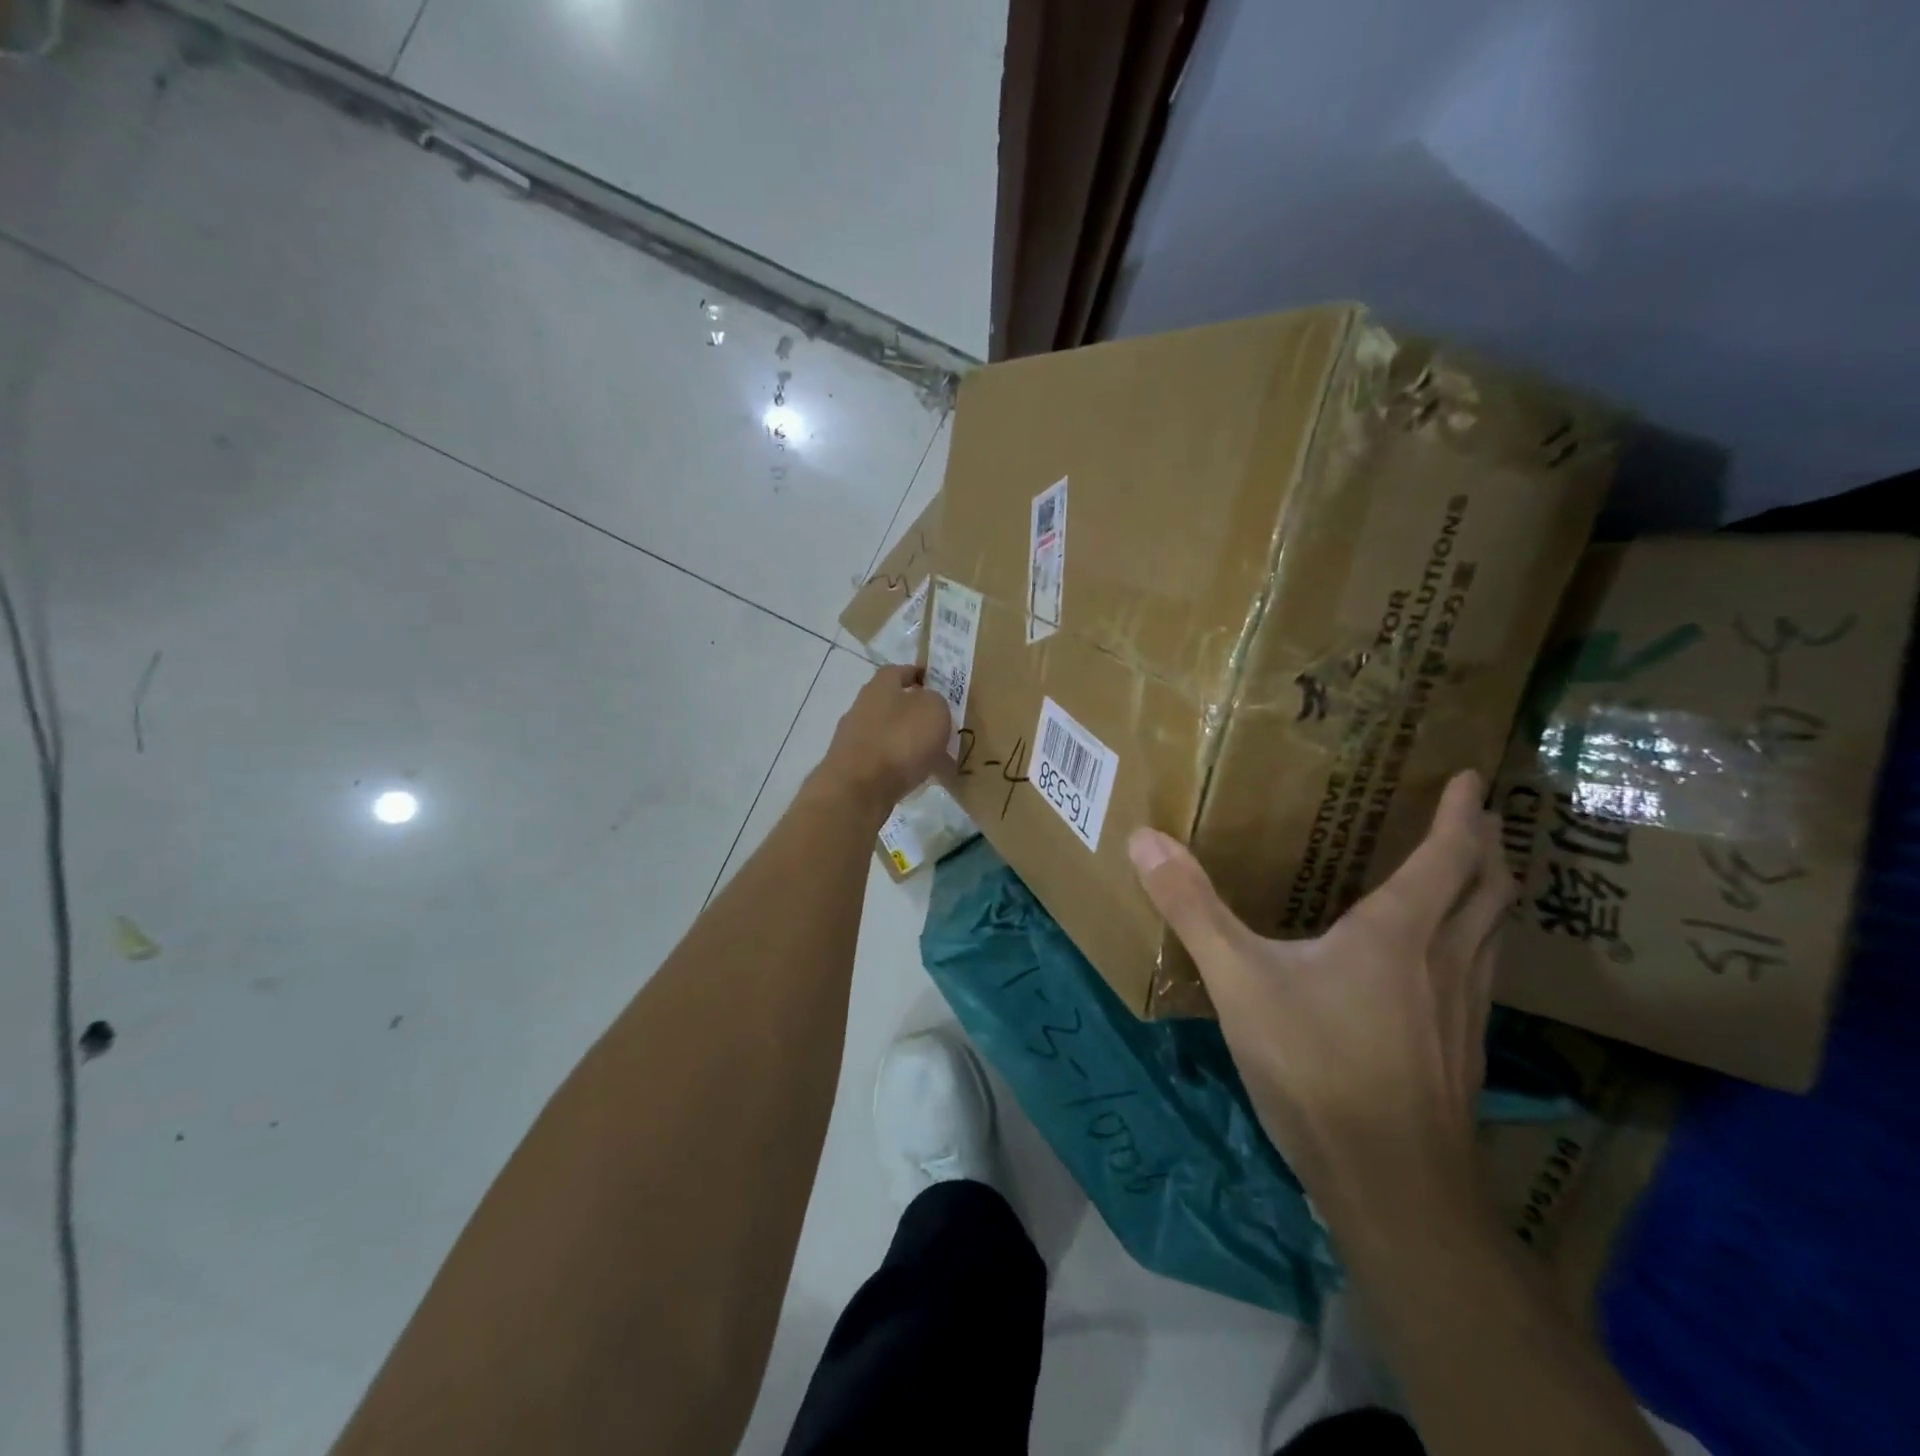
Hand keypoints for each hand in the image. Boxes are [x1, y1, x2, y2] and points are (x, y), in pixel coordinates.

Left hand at [815, 665, 951, 820]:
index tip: (936, 684)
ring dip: (907, 740)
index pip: (899, 671)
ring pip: (887, 732)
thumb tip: (929, 704)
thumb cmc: (900, 741)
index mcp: (880, 686)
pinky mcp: (851, 767)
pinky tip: (914, 776)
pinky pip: (882, 759)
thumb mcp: (933, 711)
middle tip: (939, 724)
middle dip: (914, 711)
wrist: (858, 790)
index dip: (918, 675)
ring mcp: (852, 738)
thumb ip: (935, 701)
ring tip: (932, 755)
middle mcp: (861, 706)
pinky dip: (898, 764)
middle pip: (891, 703)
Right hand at [1127, 771, 1511, 1205]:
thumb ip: (1192, 908)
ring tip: (1468, 876)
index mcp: (1400, 932)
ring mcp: (1465, 1012)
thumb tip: (1144, 840)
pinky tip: (1441, 964)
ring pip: (1494, 935)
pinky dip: (1475, 942)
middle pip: (1490, 890)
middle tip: (1478, 816)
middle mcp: (1447, 961)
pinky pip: (1481, 973)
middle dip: (1488, 846)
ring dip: (1489, 895)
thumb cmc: (1317, 1067)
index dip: (1462, 814)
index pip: (1450, 856)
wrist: (1392, 1189)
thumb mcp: (1239, 981)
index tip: (1469, 777)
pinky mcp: (1462, 1053)